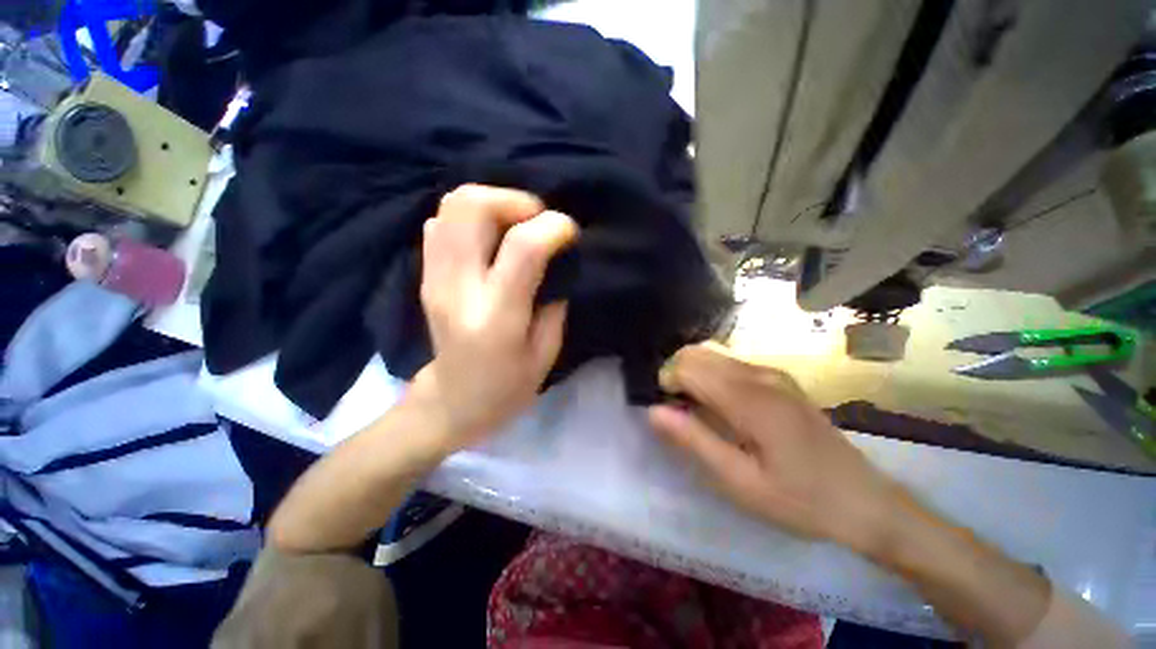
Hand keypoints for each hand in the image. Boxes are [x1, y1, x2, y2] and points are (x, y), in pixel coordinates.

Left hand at [410, 184, 578, 452]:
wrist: (452, 401)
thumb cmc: (506, 387)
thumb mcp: (546, 353)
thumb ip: (553, 301)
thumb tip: (556, 260)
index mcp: (496, 316)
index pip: (522, 247)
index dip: (552, 226)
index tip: (570, 233)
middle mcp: (458, 287)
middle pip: (472, 206)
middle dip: (514, 200)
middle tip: (538, 220)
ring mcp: (434, 277)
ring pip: (451, 205)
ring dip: (492, 202)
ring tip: (517, 224)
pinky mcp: (425, 274)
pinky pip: (442, 222)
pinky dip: (471, 217)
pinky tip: (491, 237)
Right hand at [648, 343, 904, 554]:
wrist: (865, 502)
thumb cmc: (799, 499)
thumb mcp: (740, 482)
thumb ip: (694, 441)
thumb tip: (654, 410)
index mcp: (749, 399)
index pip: (688, 366)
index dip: (667, 382)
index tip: (669, 410)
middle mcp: (759, 374)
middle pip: (697, 352)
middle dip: (677, 374)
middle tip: (680, 412)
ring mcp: (772, 373)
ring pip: (712, 353)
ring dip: (692, 373)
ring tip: (697, 410)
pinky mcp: (779, 379)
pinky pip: (730, 362)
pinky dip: (711, 375)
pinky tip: (719, 406)